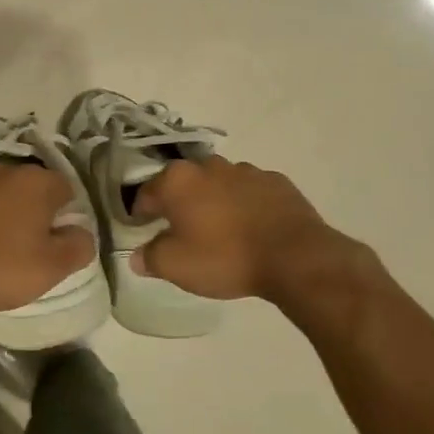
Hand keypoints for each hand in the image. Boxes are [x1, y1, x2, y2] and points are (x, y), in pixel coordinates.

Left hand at [0, 164, 96, 315]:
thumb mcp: (52, 267)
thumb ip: (78, 246)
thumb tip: (82, 232)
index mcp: (34, 182)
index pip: (64, 188)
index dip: (64, 213)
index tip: (55, 239)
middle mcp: (0, 170)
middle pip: (25, 187)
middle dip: (28, 209)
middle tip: (24, 244)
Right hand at [132, 157, 364, 302]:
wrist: (294, 256)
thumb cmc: (225, 258)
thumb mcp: (176, 267)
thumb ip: (150, 258)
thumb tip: (138, 255)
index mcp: (178, 181)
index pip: (146, 193)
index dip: (140, 213)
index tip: (143, 230)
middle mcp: (209, 166)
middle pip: (183, 184)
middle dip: (179, 204)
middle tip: (181, 232)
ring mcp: (246, 171)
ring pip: (218, 184)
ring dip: (213, 202)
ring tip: (220, 232)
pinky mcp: (277, 182)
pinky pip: (250, 192)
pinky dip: (244, 205)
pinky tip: (251, 229)